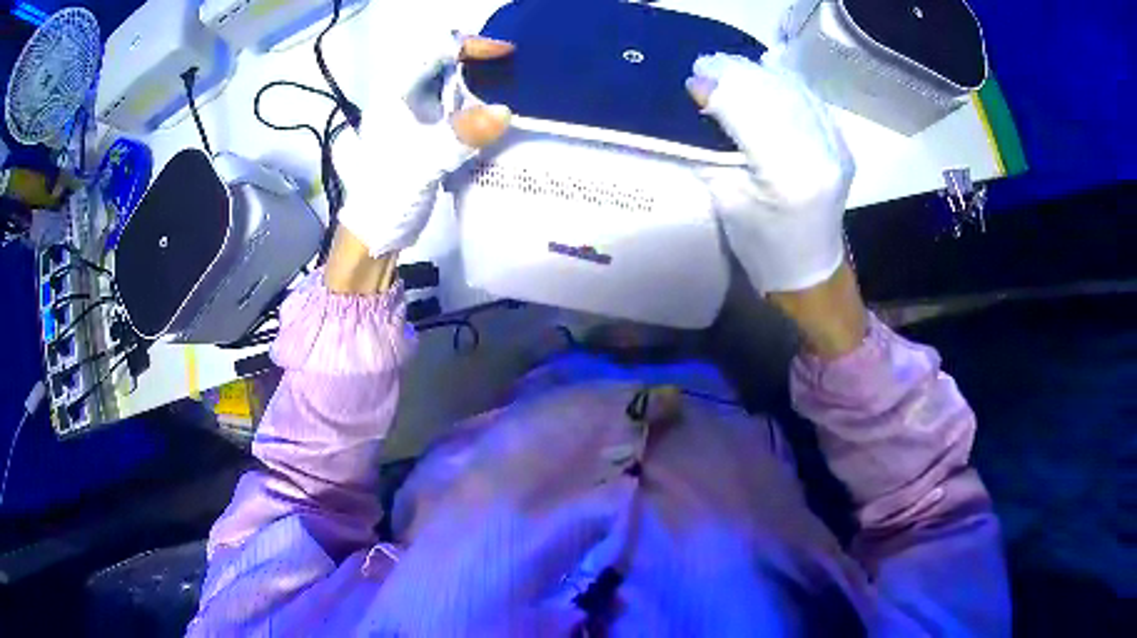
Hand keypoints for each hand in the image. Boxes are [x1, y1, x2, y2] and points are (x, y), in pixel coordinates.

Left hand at [331, 33, 514, 258]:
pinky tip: (495, 114)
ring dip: (479, 82)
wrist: (376, 231)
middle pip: (443, 62)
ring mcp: (414, 114)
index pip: (434, 50)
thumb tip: (505, 111)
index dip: (470, 45)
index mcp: (395, 92)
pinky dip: (476, 105)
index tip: (506, 53)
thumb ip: (461, 133)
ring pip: (450, 83)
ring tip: (512, 85)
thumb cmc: (388, 191)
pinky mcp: (424, 132)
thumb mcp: (424, 159)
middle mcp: (404, 96)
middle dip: (478, 60)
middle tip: (514, 68)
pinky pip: (454, 107)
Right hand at [686, 53, 853, 293]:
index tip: (693, 79)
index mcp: (788, 177)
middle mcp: (820, 154)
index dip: (720, 92)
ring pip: (795, 92)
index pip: (750, 115)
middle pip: (775, 96)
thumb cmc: (761, 245)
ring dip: (760, 74)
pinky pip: (811, 100)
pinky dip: (785, 83)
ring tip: (730, 67)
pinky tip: (764, 74)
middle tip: (707, 65)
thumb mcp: (726, 199)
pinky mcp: (842, 144)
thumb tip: (701, 99)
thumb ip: (712, 147)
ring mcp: (837, 147)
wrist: (810, 270)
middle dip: (738, 75)